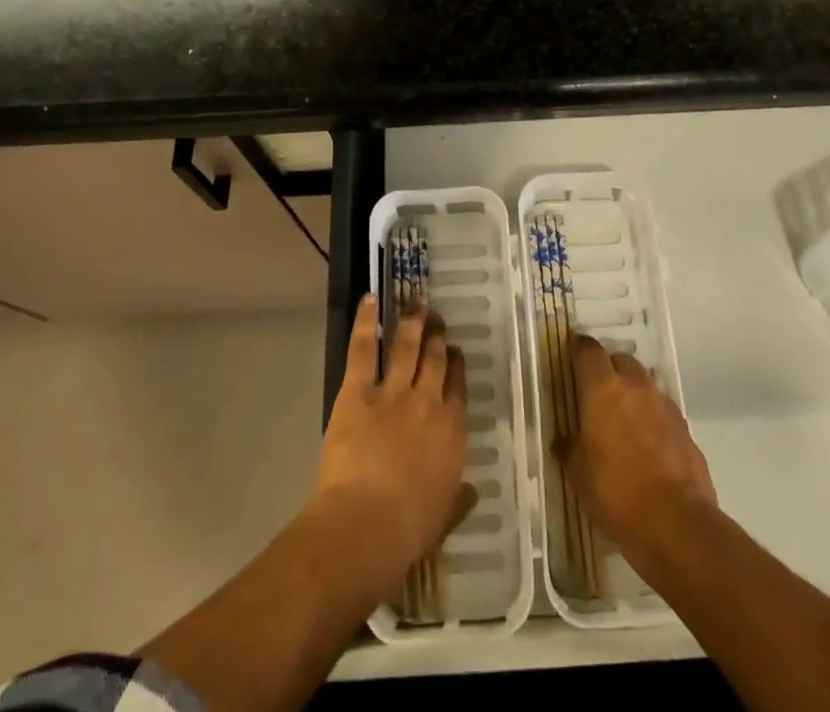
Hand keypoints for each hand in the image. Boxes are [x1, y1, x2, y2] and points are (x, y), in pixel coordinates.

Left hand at [311, 295, 473, 595]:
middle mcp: (428, 402)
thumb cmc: (408, 530)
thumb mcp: (443, 517)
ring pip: (407, 345)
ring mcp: (394, 391)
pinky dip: (367, 321)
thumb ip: (458, 498)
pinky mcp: (359, 390)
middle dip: (437, 335)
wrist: (366, 525)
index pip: (458, 387)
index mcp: (451, 431)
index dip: (457, 365)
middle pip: (436, 359)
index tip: (456, 350)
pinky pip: (365, 348)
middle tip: (436, 317)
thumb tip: (471, 491)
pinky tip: (370, 299)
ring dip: (412, 320)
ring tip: (416, 300)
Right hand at [561, 335, 715, 555]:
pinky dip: (651, 418)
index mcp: (603, 388)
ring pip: (644, 384)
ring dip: (632, 393)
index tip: (571, 355)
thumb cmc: (616, 492)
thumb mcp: (579, 474)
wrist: (678, 524)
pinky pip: (662, 411)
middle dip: (608, 370)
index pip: (588, 349)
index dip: (578, 349)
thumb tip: (563, 440)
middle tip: (595, 393)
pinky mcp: (685, 428)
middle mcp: (635, 385)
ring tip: (622, 421)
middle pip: (620, 360)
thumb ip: (570, 448)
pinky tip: (646, 445)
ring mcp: (664, 405)